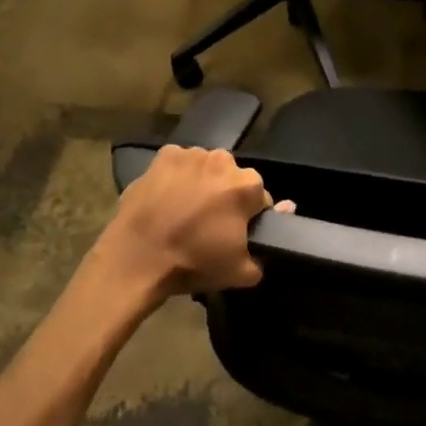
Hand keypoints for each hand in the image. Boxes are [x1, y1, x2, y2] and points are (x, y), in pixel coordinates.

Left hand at [85, 146, 281, 308]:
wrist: (138, 257)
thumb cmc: (193, 263)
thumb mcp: (241, 271)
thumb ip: (268, 245)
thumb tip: (287, 211)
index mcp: (247, 185)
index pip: (260, 199)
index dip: (249, 218)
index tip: (234, 235)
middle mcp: (223, 160)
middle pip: (232, 179)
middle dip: (225, 196)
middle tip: (208, 224)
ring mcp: (192, 154)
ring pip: (206, 169)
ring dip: (202, 184)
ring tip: (184, 211)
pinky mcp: (163, 155)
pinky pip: (179, 164)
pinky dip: (177, 176)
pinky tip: (167, 198)